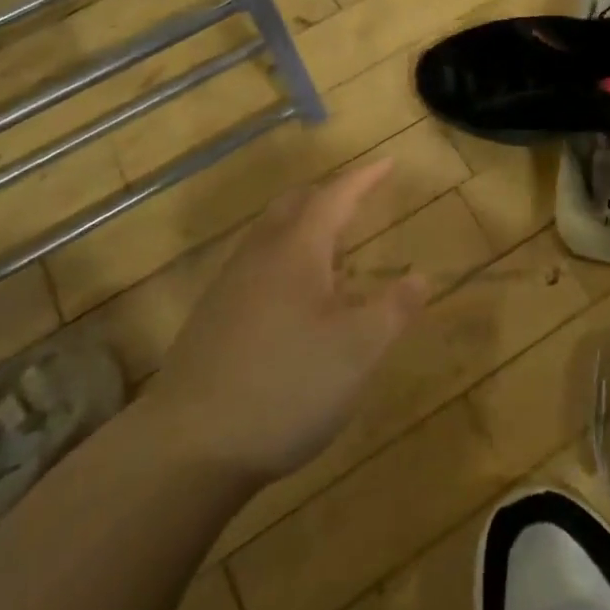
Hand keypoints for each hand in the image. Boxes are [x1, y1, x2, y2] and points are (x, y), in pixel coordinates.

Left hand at [154, 161, 427, 483]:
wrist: (189, 446)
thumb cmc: (286, 386)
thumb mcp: (358, 351)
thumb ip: (394, 310)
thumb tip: (421, 277)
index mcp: (297, 250)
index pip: (335, 196)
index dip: (365, 178)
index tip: (389, 163)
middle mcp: (259, 255)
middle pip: (295, 205)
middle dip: (330, 195)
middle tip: (359, 199)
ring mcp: (229, 286)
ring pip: (271, 234)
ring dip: (304, 226)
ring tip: (334, 246)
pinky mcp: (213, 318)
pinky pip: (257, 265)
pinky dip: (286, 258)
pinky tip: (296, 297)